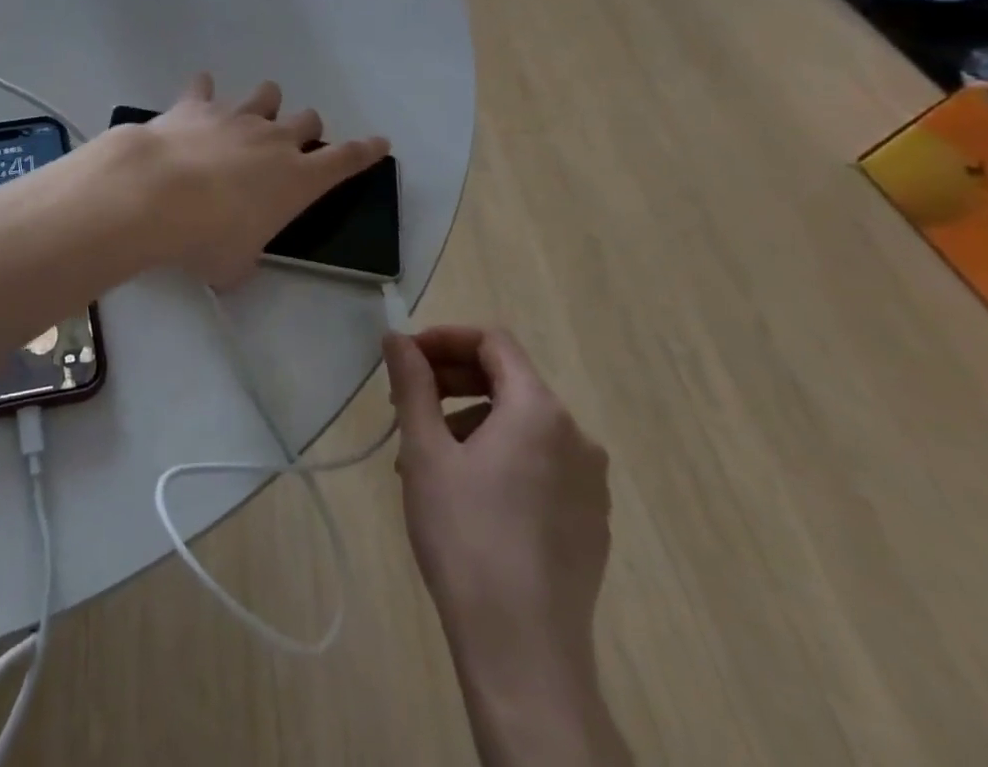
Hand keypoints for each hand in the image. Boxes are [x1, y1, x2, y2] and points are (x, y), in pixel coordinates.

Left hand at [118, 73, 387, 289]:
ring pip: (267, 94)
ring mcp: (236, 116)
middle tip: (289, 146)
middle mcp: (273, 139)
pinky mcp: (197, 104)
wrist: (154, 194)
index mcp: (296, 179)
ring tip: (249, 119)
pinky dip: (204, 92)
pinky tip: (198, 100)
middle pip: (307, 120)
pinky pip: (205, 87)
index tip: (379, 142)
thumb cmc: (204, 237)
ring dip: (264, 105)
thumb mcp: (233, 265)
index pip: (345, 160)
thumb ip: (243, 258)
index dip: (365, 151)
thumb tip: (235, 262)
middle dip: (305, 130)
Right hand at [383, 327, 610, 671]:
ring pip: (520, 424)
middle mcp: (576, 437)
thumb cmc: (466, 535)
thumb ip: (412, 383)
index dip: (444, 339)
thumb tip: (396, 336)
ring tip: (423, 458)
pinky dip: (497, 456)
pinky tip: (462, 492)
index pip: (493, 343)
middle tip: (404, 404)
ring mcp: (590, 483)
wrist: (522, 651)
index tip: (404, 358)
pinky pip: (539, 463)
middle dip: (450, 381)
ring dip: (468, 421)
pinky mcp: (590, 522)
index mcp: (540, 411)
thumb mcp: (426, 450)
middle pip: (508, 380)